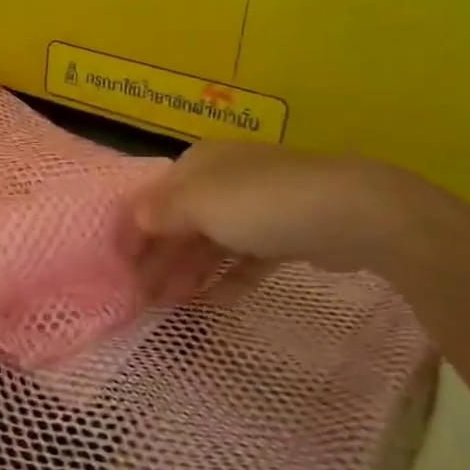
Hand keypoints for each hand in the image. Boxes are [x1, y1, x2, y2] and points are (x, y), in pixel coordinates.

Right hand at [124, 141, 430, 302]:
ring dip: (189, 271)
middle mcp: (225, 179)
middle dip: (159, 257)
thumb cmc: (260, 203)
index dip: (134, 231)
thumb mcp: (199, 204)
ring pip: (212, 241)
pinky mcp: (287, 234)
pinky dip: (228, 277)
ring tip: (171, 305)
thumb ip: (161, 213)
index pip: (154, 197)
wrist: (350, 213)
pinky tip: (215, 301)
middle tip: (141, 296)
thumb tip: (135, 217)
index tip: (118, 268)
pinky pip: (246, 258)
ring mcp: (258, 206)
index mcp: (199, 164)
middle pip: (181, 221)